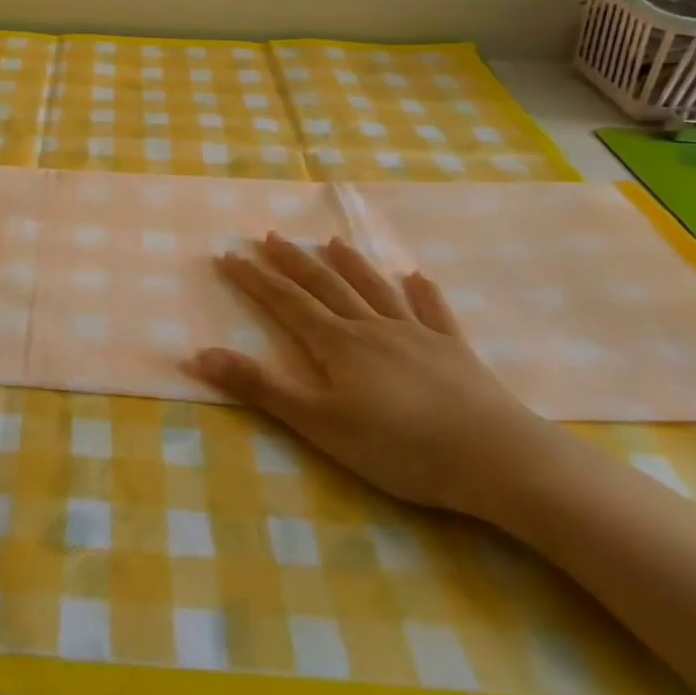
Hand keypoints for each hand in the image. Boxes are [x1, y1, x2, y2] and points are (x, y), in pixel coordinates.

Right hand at [189, 233, 554, 520]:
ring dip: (352, 264)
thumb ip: (261, 388)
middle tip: (272, 236)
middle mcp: (372, 328)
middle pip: (326, 286)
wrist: (495, 458)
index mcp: (338, 344)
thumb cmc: (399, 447)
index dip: (255, 279)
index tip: (230, 255)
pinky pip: (434, 312)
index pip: (286, 302)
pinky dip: (423, 293)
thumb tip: (200, 354)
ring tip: (333, 241)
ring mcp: (417, 335)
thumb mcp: (318, 423)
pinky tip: (418, 277)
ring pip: (375, 289)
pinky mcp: (455, 351)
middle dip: (294, 262)